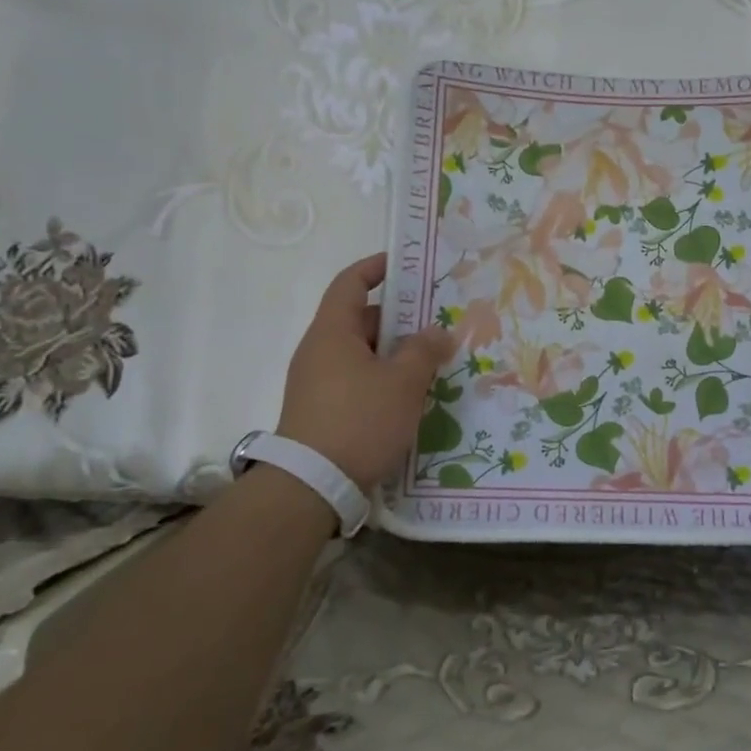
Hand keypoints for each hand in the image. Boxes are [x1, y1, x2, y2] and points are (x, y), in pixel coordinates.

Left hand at [276, 253, 455, 488]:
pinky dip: (382, 377)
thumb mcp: (402, 383)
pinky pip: (356, 379)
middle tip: (436, 321)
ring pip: (360, 353)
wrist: (311, 485)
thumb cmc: (359, 421)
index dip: (376, 268)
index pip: (350, 283)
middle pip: (359, 319)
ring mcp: (317, 382)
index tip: (405, 265)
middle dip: (398, 318)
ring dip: (393, 352)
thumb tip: (438, 332)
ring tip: (431, 360)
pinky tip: (409, 394)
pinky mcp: (321, 410)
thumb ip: (424, 351)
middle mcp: (319, 351)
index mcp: (332, 332)